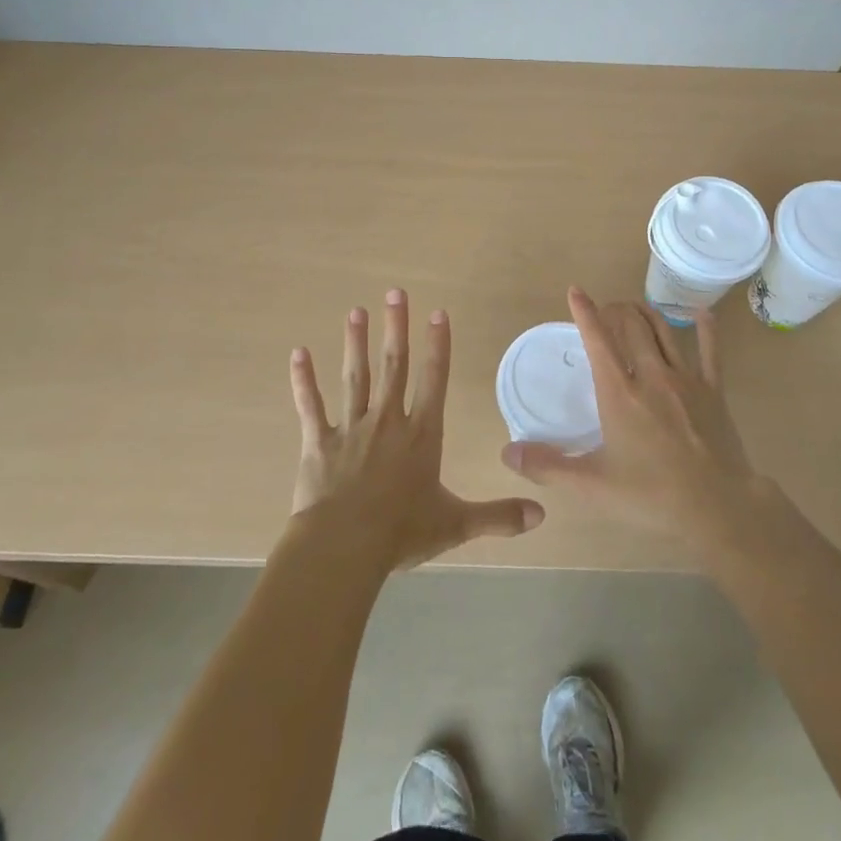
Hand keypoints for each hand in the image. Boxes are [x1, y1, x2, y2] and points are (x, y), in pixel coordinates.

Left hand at [289, 289, 543, 571]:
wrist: (344, 547)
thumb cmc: (401, 532)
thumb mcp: (456, 524)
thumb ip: (498, 517)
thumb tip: (541, 515)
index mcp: (421, 435)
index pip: (434, 380)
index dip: (438, 345)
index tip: (438, 313)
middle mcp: (387, 421)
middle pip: (393, 366)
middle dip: (396, 328)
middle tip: (395, 293)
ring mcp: (351, 428)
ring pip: (356, 377)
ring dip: (356, 343)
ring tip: (356, 311)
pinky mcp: (319, 442)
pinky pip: (310, 405)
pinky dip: (303, 380)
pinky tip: (298, 353)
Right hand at [501, 287, 766, 555]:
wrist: (719, 508)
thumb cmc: (651, 496)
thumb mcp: (592, 486)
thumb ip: (548, 467)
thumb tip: (508, 452)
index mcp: (619, 393)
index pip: (597, 340)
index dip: (585, 312)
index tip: (576, 291)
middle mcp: (651, 376)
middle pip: (631, 325)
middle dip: (615, 310)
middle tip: (606, 310)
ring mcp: (686, 380)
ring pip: (664, 331)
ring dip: (646, 313)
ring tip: (635, 307)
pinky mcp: (714, 391)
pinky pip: (710, 351)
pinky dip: (705, 329)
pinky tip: (702, 314)